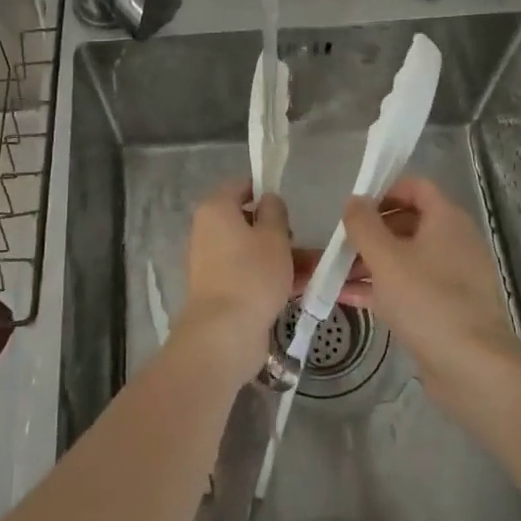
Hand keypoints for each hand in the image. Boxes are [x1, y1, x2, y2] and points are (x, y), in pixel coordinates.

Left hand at [175, 178, 293, 377]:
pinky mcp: (219, 289)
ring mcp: (212, 262)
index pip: (240, 186)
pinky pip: (249, 273)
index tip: (288, 206)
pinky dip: (270, 277)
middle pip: (247, 220)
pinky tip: (300, 288)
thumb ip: (275, 211)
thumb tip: (267, 200)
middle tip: (300, 241)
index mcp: (215, 209)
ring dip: (281, 257)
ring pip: (252, 250)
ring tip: (314, 270)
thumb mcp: (274, 236)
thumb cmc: (252, 274)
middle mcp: (207, 231)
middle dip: (278, 230)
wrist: (224, 334)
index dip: (264, 190)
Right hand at [342, 175, 520, 405]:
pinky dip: (382, 288)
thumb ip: (363, 225)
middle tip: (341, 245)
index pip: (415, 187)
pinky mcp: (447, 309)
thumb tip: (354, 201)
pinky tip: (348, 298)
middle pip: (408, 222)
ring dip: (372, 262)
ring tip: (336, 274)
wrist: (474, 369)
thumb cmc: (427, 301)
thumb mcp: (385, 258)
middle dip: (371, 231)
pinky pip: (410, 287)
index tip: (354, 209)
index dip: (384, 190)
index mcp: (446, 220)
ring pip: (406, 258)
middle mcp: (454, 242)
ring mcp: (453, 277)